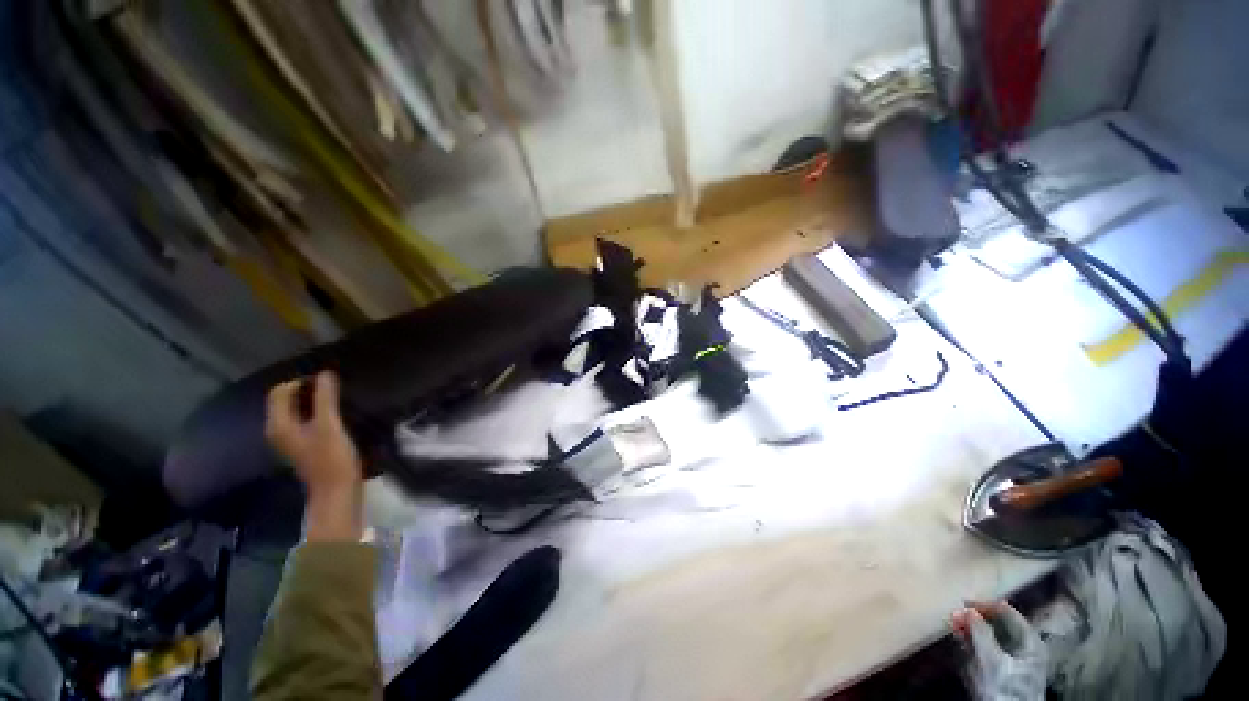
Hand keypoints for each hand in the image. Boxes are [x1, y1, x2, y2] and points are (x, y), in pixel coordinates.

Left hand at [266, 372, 363, 541]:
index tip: (327, 381)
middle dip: (306, 389)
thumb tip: (325, 374)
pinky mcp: (303, 445)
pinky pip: (303, 420)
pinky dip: (315, 412)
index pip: (279, 392)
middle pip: (285, 400)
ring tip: (336, 397)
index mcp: (278, 424)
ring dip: (312, 401)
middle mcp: (278, 430)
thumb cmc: (331, 458)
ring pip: (295, 410)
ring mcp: (289, 439)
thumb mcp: (330, 425)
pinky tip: (334, 414)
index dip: (301, 381)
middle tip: (333, 387)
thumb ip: (325, 398)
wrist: (337, 491)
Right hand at [952, 602, 1047, 700]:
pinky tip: (963, 644)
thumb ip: (979, 632)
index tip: (961, 603)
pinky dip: (976, 643)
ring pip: (993, 636)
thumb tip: (966, 609)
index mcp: (1029, 640)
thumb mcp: (990, 659)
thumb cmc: (1003, 687)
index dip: (983, 605)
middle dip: (975, 619)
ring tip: (955, 629)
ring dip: (973, 630)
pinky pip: (991, 649)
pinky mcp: (1008, 671)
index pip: (1006, 611)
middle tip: (954, 617)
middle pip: (1000, 624)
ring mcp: (1018, 659)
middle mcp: (1027, 646)